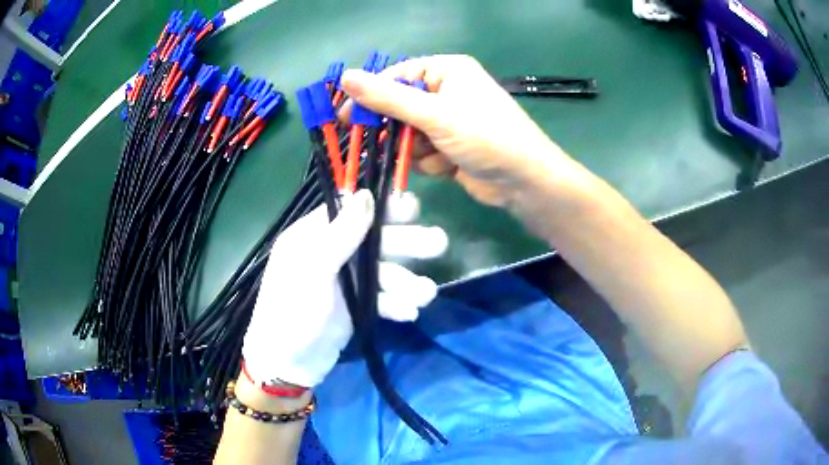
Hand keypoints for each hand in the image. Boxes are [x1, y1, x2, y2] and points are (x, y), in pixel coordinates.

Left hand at [242, 190, 445, 387]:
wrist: (288, 364)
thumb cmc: (293, 311)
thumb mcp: (313, 269)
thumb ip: (341, 234)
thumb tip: (366, 195)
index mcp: (314, 236)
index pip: (353, 211)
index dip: (384, 208)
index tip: (413, 208)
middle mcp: (332, 253)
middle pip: (376, 241)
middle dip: (407, 244)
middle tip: (439, 243)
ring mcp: (346, 281)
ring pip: (384, 272)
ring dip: (407, 281)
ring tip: (426, 294)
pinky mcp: (356, 306)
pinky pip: (381, 298)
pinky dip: (395, 304)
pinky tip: (409, 313)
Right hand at [340, 55, 571, 206]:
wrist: (522, 182)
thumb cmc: (484, 136)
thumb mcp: (434, 114)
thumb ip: (387, 97)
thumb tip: (346, 77)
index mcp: (447, 71)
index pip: (396, 76)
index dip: (370, 96)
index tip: (346, 117)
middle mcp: (447, 91)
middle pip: (400, 107)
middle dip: (398, 130)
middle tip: (386, 144)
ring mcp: (449, 120)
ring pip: (408, 134)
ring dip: (416, 150)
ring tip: (436, 155)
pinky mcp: (450, 146)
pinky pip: (422, 152)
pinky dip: (430, 162)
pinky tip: (447, 167)